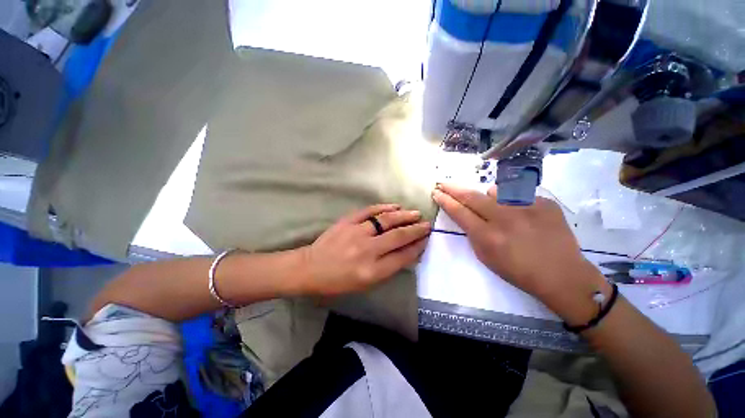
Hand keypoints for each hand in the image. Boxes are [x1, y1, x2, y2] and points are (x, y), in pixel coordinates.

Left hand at [298, 204, 429, 295]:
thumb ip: (387, 268)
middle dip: (416, 230)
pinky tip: (395, 207)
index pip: (402, 256)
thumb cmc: (339, 282)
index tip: (426, 239)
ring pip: (386, 220)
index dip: (417, 247)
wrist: (311, 268)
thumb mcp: (365, 284)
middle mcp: (367, 250)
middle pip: (398, 237)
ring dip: (404, 216)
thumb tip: (406, 252)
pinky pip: (369, 211)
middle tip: (427, 225)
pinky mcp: (347, 222)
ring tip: (416, 214)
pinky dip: (384, 207)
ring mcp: (356, 233)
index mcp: (372, 271)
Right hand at [431, 184, 609, 323]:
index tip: (436, 192)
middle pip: (471, 196)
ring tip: (498, 211)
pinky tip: (523, 217)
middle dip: (453, 188)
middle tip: (443, 183)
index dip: (445, 200)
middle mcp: (505, 218)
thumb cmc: (518, 271)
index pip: (459, 212)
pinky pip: (518, 196)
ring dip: (489, 198)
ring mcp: (526, 207)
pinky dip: (513, 203)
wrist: (562, 274)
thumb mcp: (486, 257)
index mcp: (488, 236)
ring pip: (495, 192)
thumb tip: (469, 213)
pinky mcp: (544, 203)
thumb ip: (473, 233)